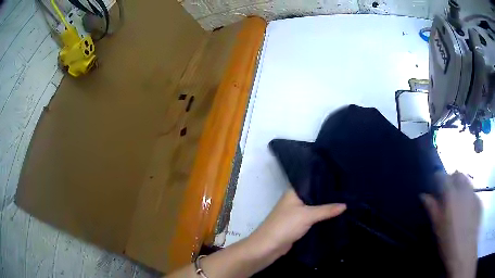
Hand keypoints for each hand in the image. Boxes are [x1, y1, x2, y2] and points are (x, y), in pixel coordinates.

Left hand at [247, 189, 346, 261]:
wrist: (268, 246)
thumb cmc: (286, 225)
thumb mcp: (307, 215)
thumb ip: (326, 210)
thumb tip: (345, 205)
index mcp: (294, 192)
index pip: (312, 180)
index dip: (326, 179)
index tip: (341, 179)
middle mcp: (295, 200)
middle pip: (314, 195)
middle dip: (328, 195)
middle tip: (347, 192)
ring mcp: (296, 213)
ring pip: (314, 207)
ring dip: (326, 207)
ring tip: (345, 202)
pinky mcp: (298, 224)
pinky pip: (313, 218)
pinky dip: (321, 217)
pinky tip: (334, 216)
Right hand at [422, 172, 480, 277]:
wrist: (465, 249)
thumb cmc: (448, 240)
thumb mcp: (437, 226)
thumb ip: (432, 208)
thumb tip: (424, 195)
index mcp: (451, 194)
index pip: (443, 176)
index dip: (438, 177)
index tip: (435, 183)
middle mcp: (463, 189)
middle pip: (458, 174)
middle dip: (452, 178)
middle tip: (448, 191)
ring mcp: (473, 193)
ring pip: (467, 180)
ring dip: (462, 185)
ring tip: (458, 199)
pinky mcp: (479, 200)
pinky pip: (473, 192)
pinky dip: (469, 195)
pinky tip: (467, 209)